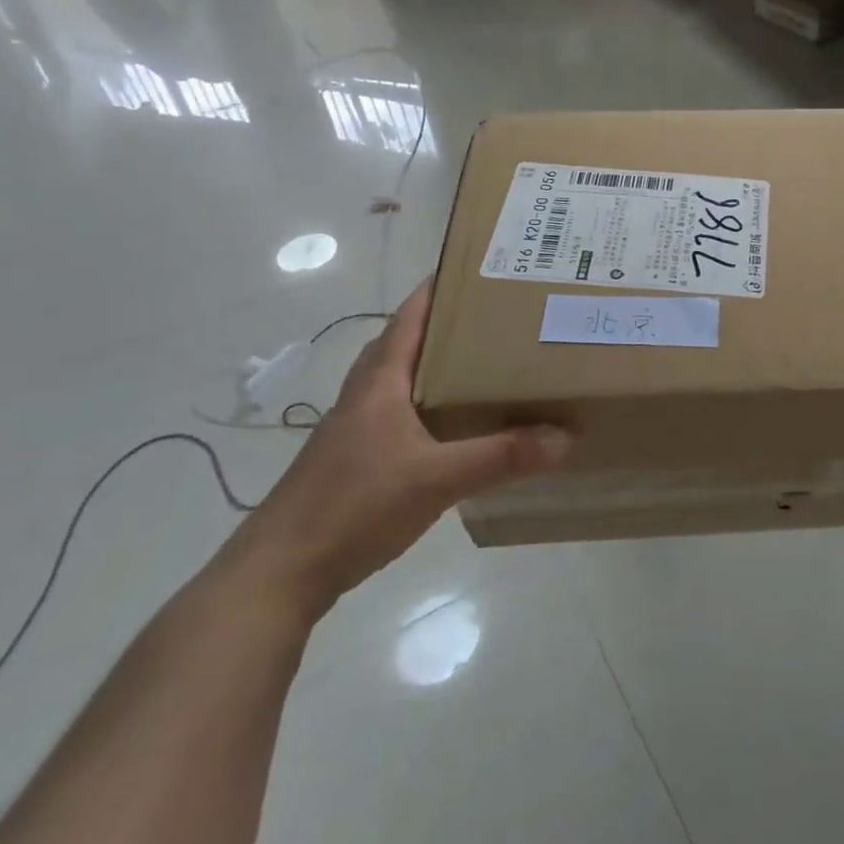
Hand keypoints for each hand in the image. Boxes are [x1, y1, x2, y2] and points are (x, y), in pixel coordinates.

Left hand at [224, 281, 570, 614]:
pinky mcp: (354, 460)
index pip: (410, 317)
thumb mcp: (437, 479)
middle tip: (498, 317)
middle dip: (448, 324)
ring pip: (402, 380)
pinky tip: (455, 426)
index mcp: (379, 382)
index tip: (478, 269)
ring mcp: (355, 429)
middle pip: (407, 343)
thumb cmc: (354, 507)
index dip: (438, 288)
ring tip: (485, 364)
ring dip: (437, 365)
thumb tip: (564, 435)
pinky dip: (429, 404)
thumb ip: (501, 456)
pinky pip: (400, 414)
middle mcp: (364, 395)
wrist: (279, 573)